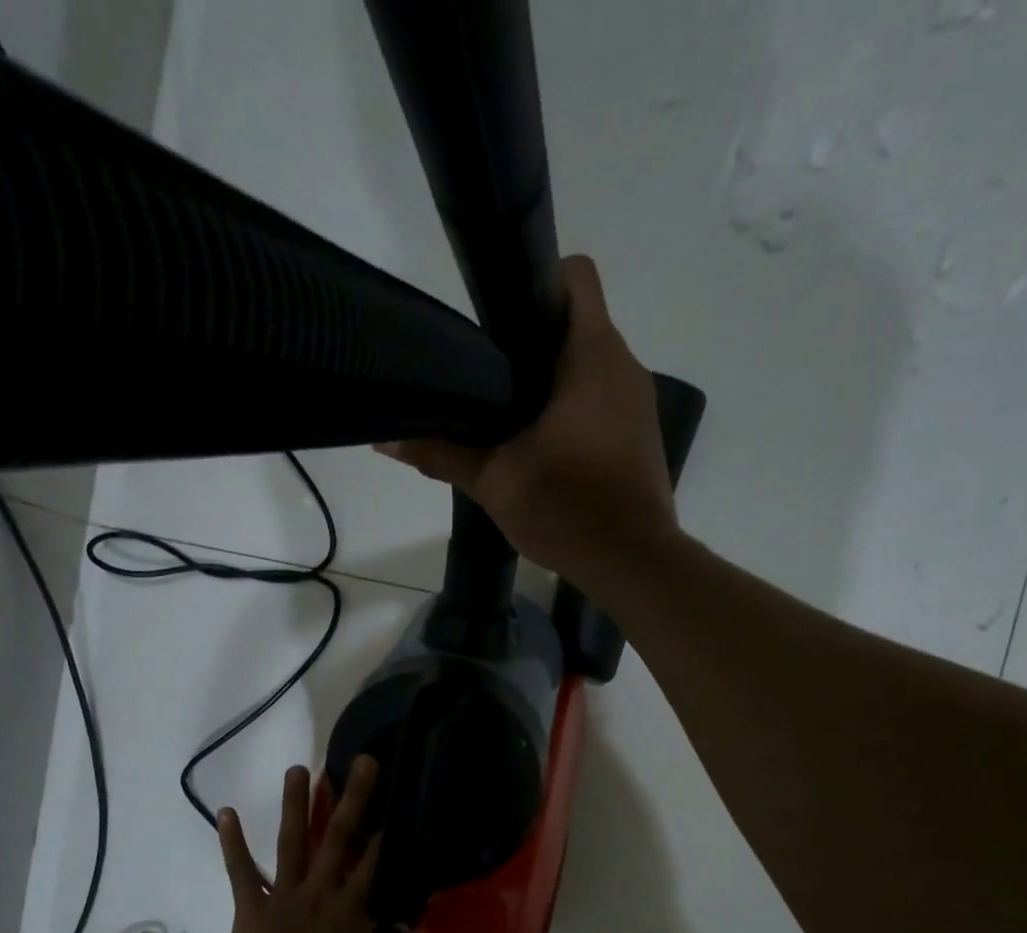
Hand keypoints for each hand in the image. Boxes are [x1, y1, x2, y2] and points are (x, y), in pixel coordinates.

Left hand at [215, 757, 399, 932]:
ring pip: (292, 842)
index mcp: (351, 913)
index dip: (385, 833)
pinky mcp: (250, 907)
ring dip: (295, 803)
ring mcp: (283, 897)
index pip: (374, 864)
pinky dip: (232, 842)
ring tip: (298, 768)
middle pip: (339, 838)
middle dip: (353, 797)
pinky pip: (241, 870)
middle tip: (363, 762)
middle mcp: (321, 894)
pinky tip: (225, 811)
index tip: (395, 802)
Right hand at [377, 254, 678, 590]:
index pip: (573, 276)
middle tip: (486, 375)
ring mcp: (638, 402)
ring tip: (508, 414)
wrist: (634, 563)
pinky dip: (574, 409)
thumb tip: (385, 439)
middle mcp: (624, 365)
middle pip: (576, 322)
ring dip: (552, 380)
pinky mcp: (640, 435)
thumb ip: (442, 453)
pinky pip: (603, 400)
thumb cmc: (568, 509)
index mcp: (593, 355)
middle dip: (531, 340)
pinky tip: (543, 446)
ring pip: (590, 365)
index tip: (495, 319)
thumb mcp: (496, 482)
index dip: (533, 281)